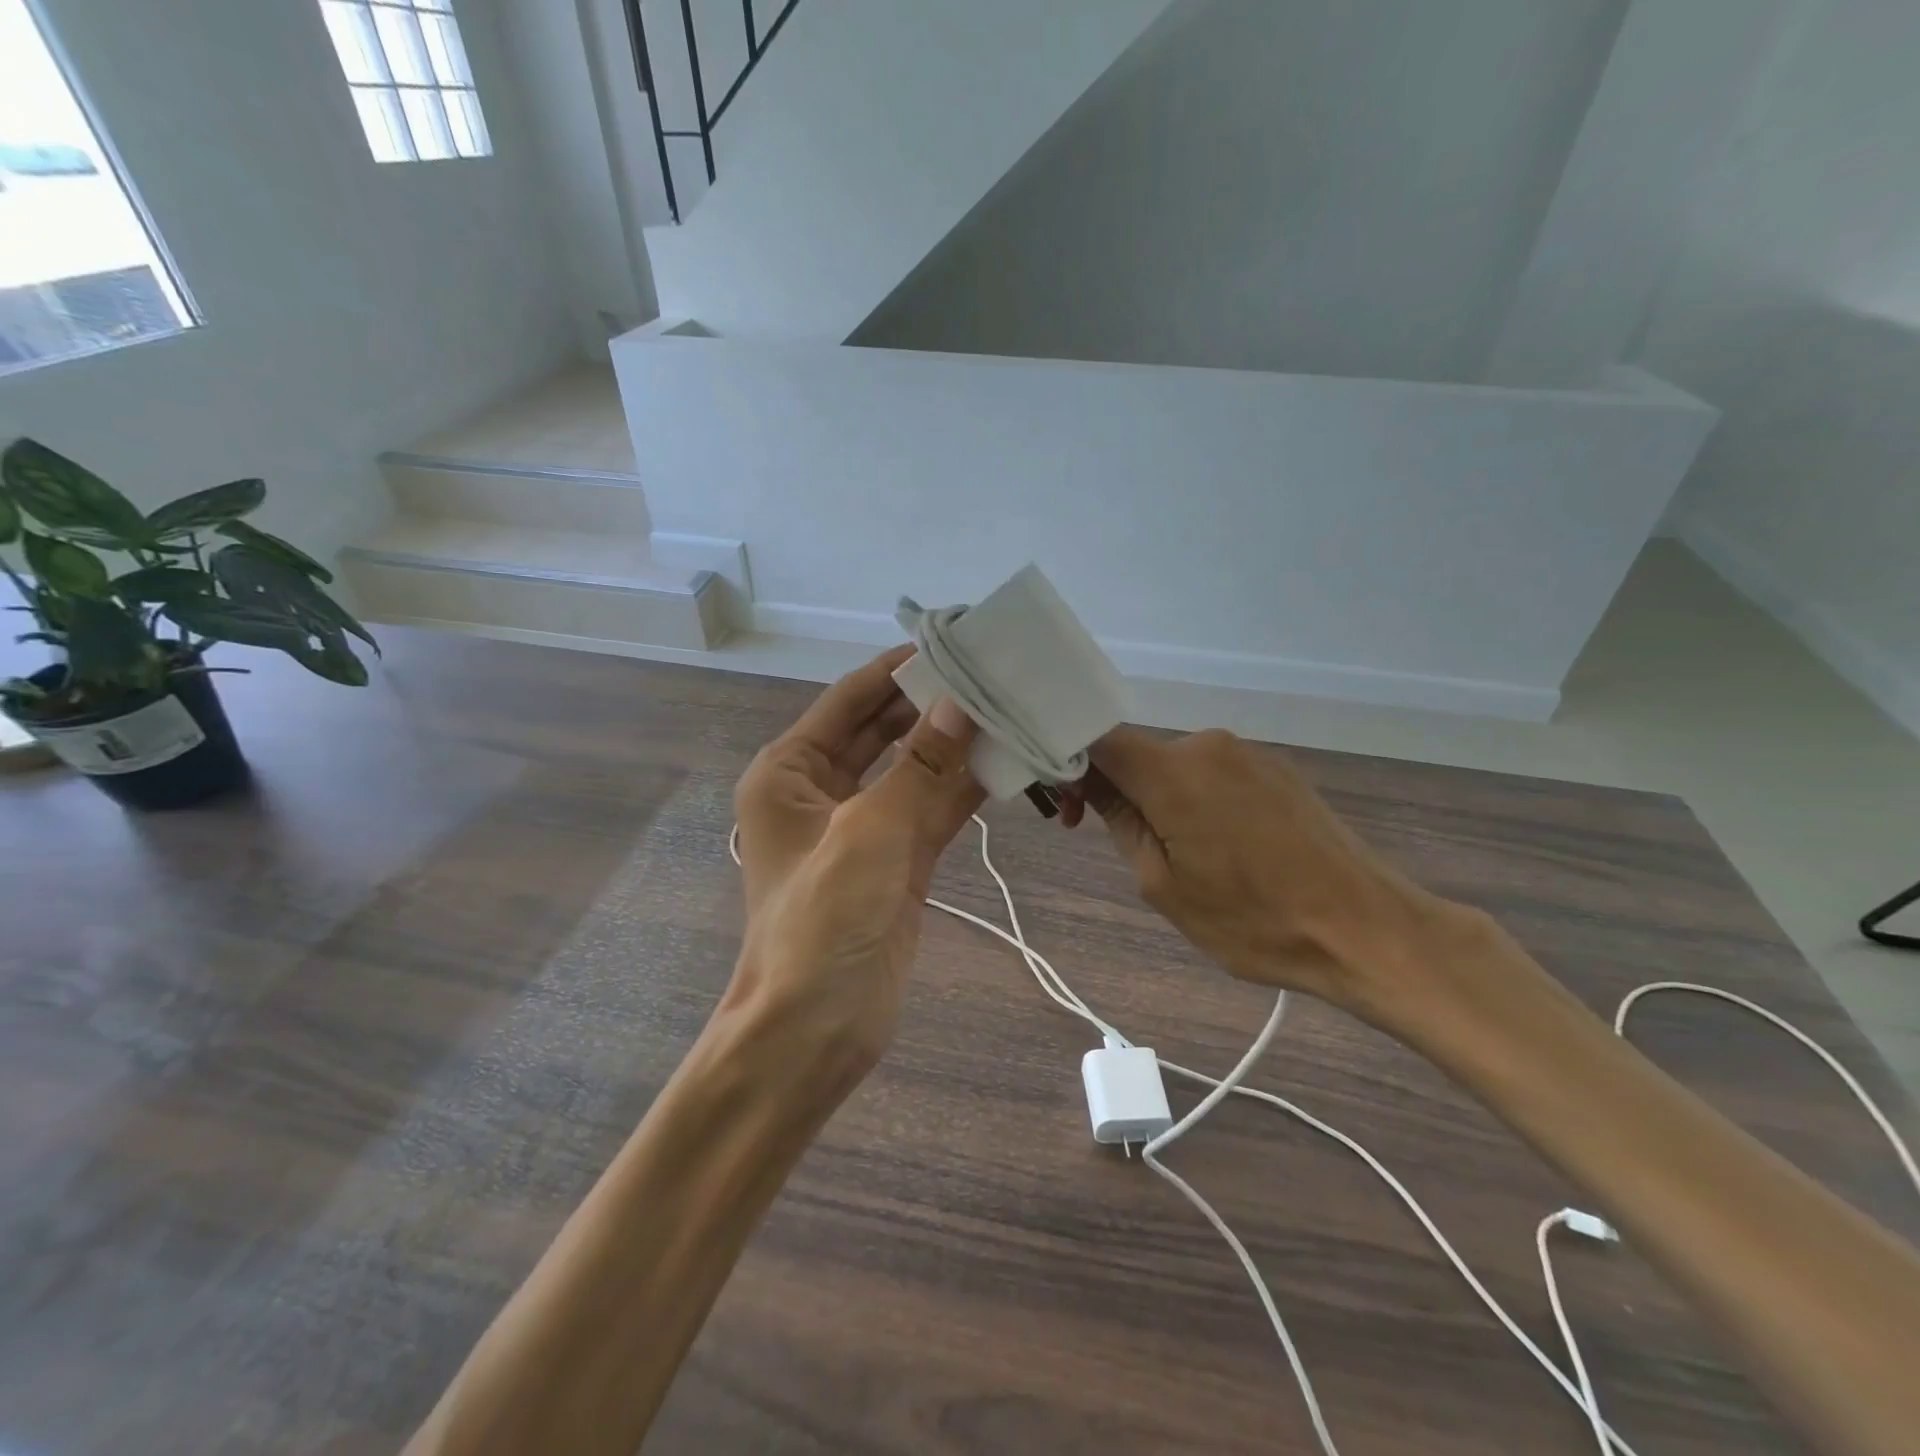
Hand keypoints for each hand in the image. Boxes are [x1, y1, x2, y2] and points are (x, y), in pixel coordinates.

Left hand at [728, 646, 984, 1082]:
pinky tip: (1007, 762)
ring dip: (955, 745)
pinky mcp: (897, 860)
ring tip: (1010, 708)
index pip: (850, 700)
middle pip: (885, 730)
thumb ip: (920, 767)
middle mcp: (822, 790)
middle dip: (933, 704)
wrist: (815, 1030)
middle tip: (993, 673)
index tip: (953, 640)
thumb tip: (959, 703)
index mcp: (790, 772)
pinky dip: (965, 788)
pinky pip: (933, 809)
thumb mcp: (870, 833)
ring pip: (915, 770)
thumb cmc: (823, 923)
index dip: (898, 669)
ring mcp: (863, 826)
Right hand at [1064, 726, 1455, 1021]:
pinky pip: (1215, 773)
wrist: (1365, 929)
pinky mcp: (1278, 769)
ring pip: (1177, 766)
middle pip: (1138, 753)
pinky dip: (1198, 799)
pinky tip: (1222, 846)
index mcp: (1173, 771)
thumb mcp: (1163, 885)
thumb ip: (1121, 823)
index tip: (1072, 808)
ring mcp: (1249, 754)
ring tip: (1183, 856)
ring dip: (1161, 798)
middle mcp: (1208, 745)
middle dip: (1118, 789)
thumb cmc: (1252, 920)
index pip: (1098, 739)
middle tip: (1125, 846)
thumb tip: (1093, 785)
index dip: (1072, 763)